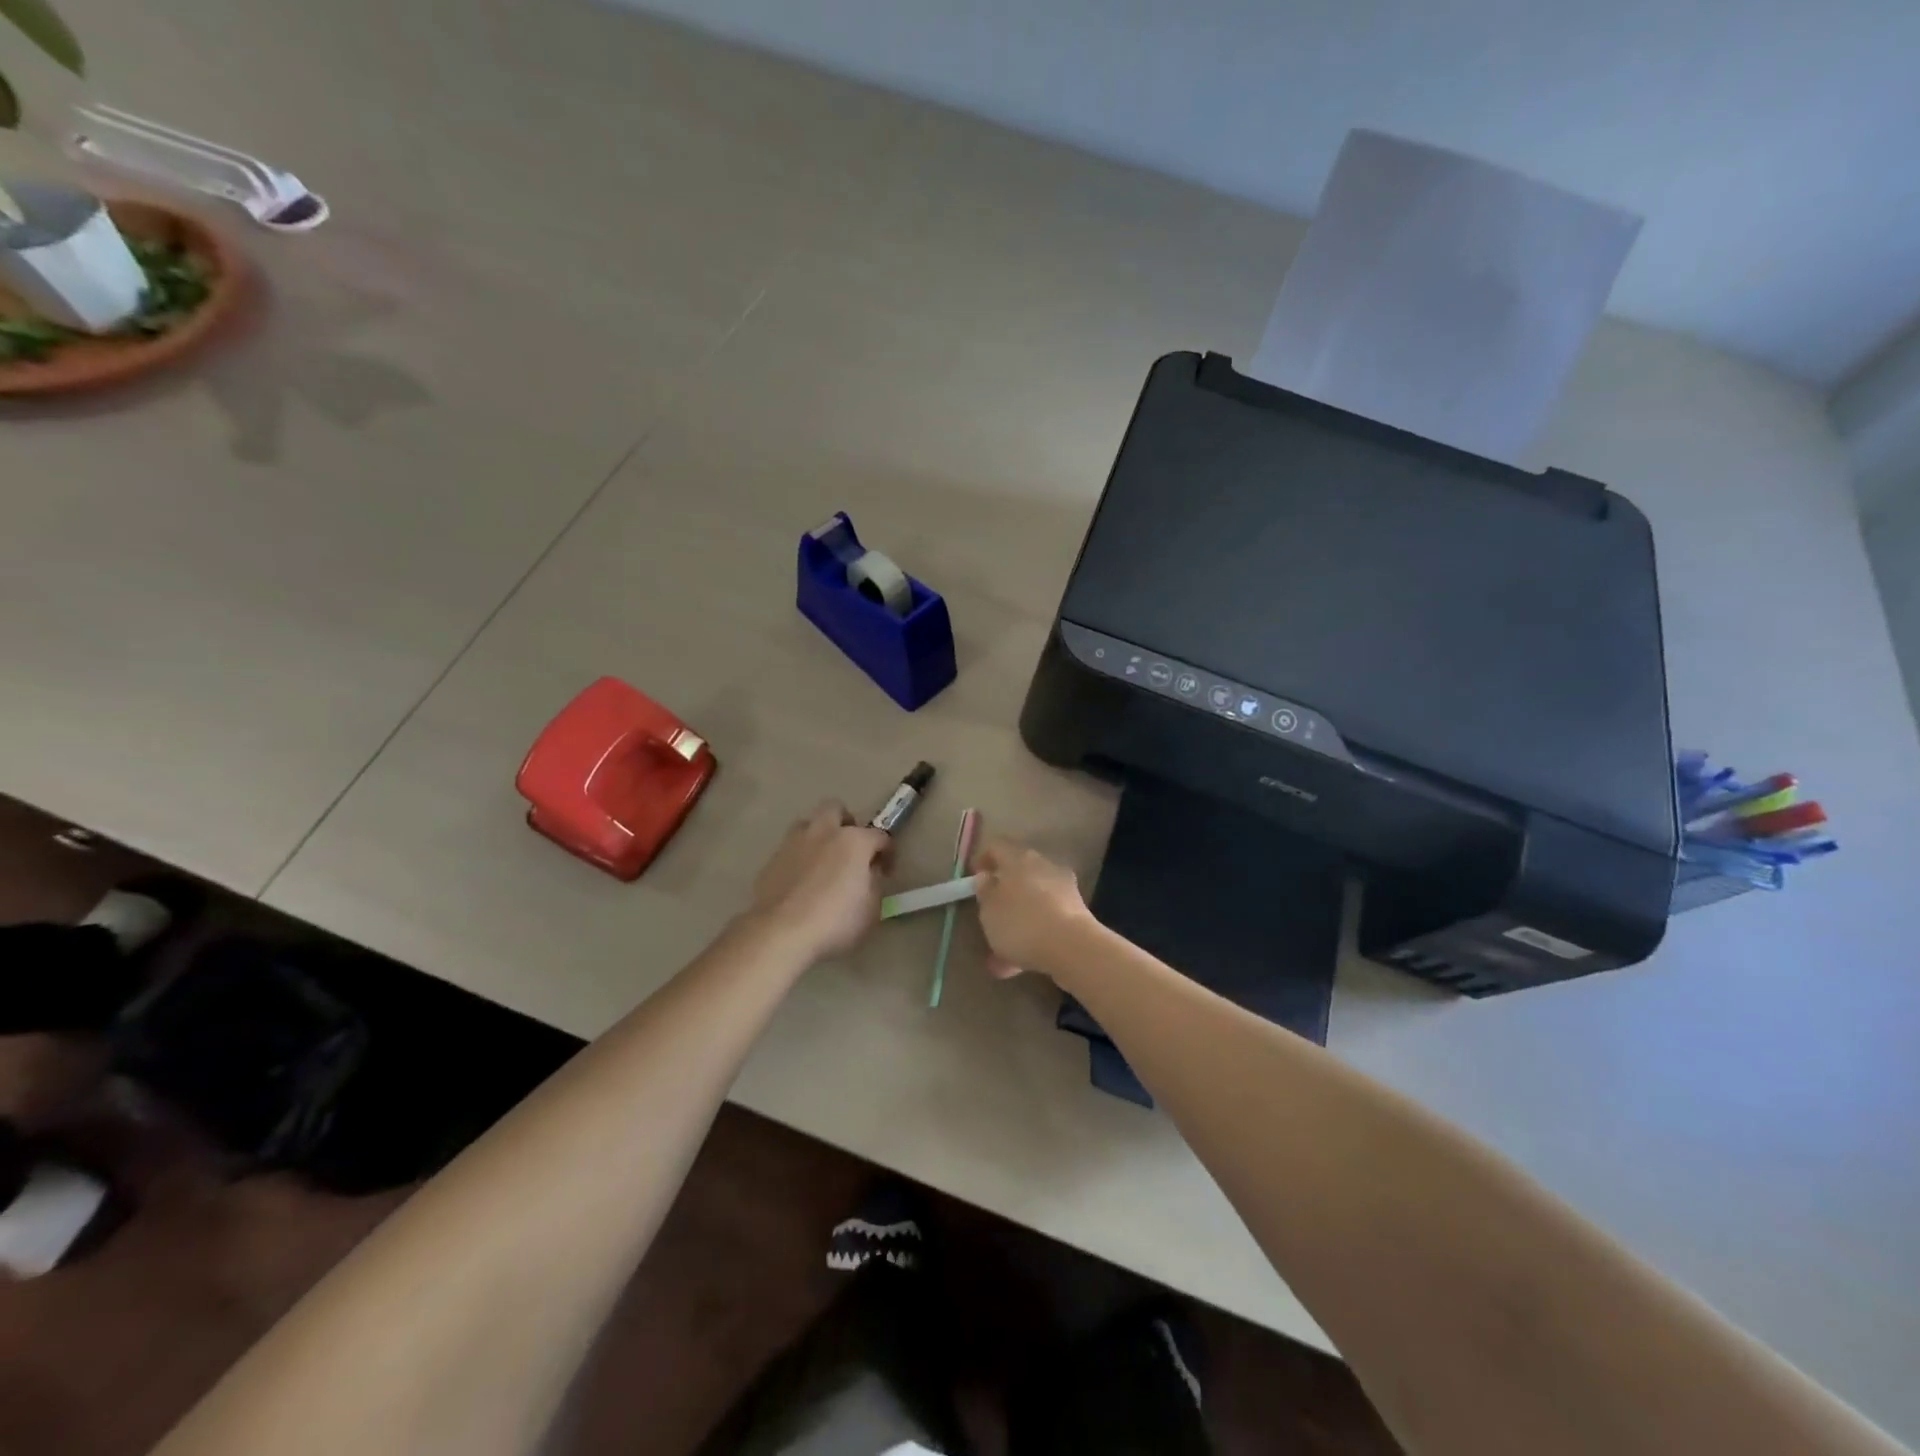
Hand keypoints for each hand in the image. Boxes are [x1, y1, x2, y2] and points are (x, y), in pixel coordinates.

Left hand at [748, 802, 891, 962]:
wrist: (780, 932)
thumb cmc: (835, 920)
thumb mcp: (872, 909)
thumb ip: (874, 884)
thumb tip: (869, 874)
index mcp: (854, 841)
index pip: (880, 835)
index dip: (887, 852)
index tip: (886, 870)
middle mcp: (823, 832)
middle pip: (836, 809)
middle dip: (846, 824)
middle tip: (851, 850)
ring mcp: (793, 843)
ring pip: (808, 825)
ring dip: (819, 836)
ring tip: (823, 862)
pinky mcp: (771, 860)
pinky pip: (791, 850)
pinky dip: (799, 858)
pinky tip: (801, 882)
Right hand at [970, 838, 1095, 979]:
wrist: (1072, 947)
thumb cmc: (1021, 923)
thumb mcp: (989, 909)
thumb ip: (985, 891)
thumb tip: (986, 877)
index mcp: (1019, 859)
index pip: (997, 847)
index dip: (983, 859)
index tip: (973, 878)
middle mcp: (1044, 867)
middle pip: (1018, 874)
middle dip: (1003, 895)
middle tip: (988, 914)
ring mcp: (1064, 890)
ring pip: (1033, 902)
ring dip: (1017, 922)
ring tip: (1000, 952)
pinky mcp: (1077, 913)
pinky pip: (1047, 921)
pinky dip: (1033, 937)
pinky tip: (1019, 965)